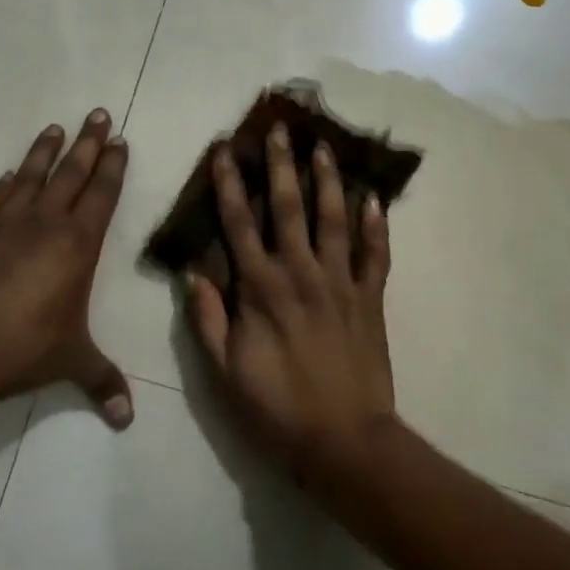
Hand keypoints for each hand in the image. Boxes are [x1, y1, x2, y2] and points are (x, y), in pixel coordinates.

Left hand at [0, 110, 134, 427]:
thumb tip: (127, 420)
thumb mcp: (71, 363)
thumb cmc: (24, 350)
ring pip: (29, 175)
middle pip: (71, 172)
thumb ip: (102, 382)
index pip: (102, 193)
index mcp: (77, 244)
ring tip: (55, 128)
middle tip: (98, 113)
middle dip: (88, 142)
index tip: (119, 140)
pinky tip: (4, 175)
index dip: (113, 166)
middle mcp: (44, 222)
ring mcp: (2, 223)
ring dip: (44, 151)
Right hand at [187, 122, 397, 486]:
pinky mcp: (370, 298)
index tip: (224, 151)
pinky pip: (375, 255)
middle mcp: (300, 273)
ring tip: (324, 147)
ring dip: (328, 181)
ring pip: (334, 220)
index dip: (228, 185)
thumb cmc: (276, 408)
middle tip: (280, 129)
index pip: (238, 224)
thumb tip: (193, 273)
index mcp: (260, 289)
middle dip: (280, 165)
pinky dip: (376, 226)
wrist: (343, 441)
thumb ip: (208, 319)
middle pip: (288, 208)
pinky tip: (375, 199)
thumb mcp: (225, 371)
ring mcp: (340, 283)